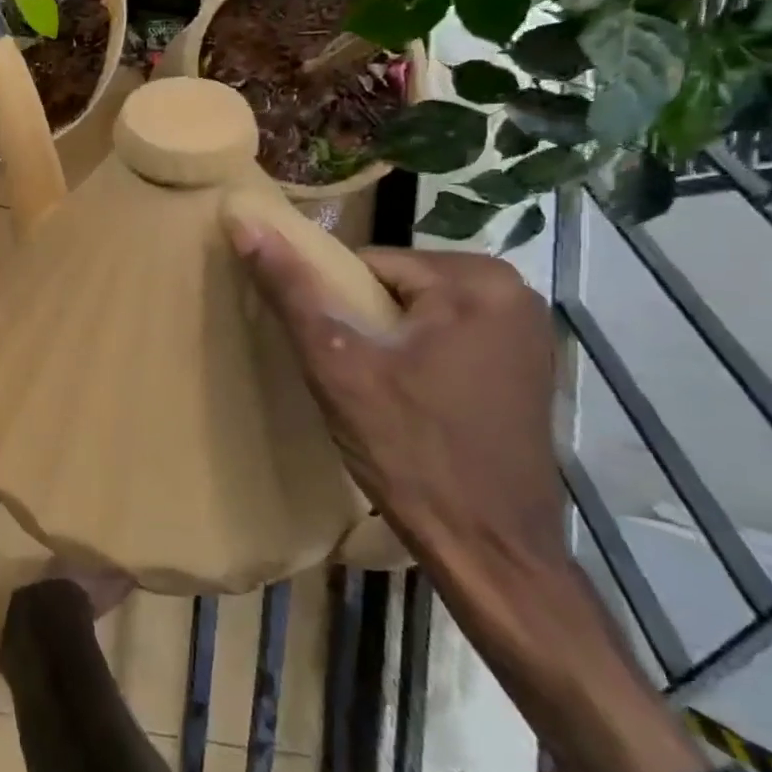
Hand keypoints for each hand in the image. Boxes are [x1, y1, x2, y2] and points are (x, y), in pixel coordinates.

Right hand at [225, 225, 565, 576]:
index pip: (367, 265)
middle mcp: (514, 293)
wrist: (489, 551)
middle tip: (349, 379)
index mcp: (474, 279)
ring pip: (418, 315)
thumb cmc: (410, 450)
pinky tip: (410, 405)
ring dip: (387, 345)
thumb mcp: (337, 364)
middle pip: (395, 288)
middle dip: (362, 326)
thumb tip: (243, 220)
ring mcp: (528, 334)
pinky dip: (419, 361)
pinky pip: (448, 340)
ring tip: (375, 395)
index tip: (329, 354)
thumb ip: (292, 289)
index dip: (333, 307)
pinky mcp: (527, 369)